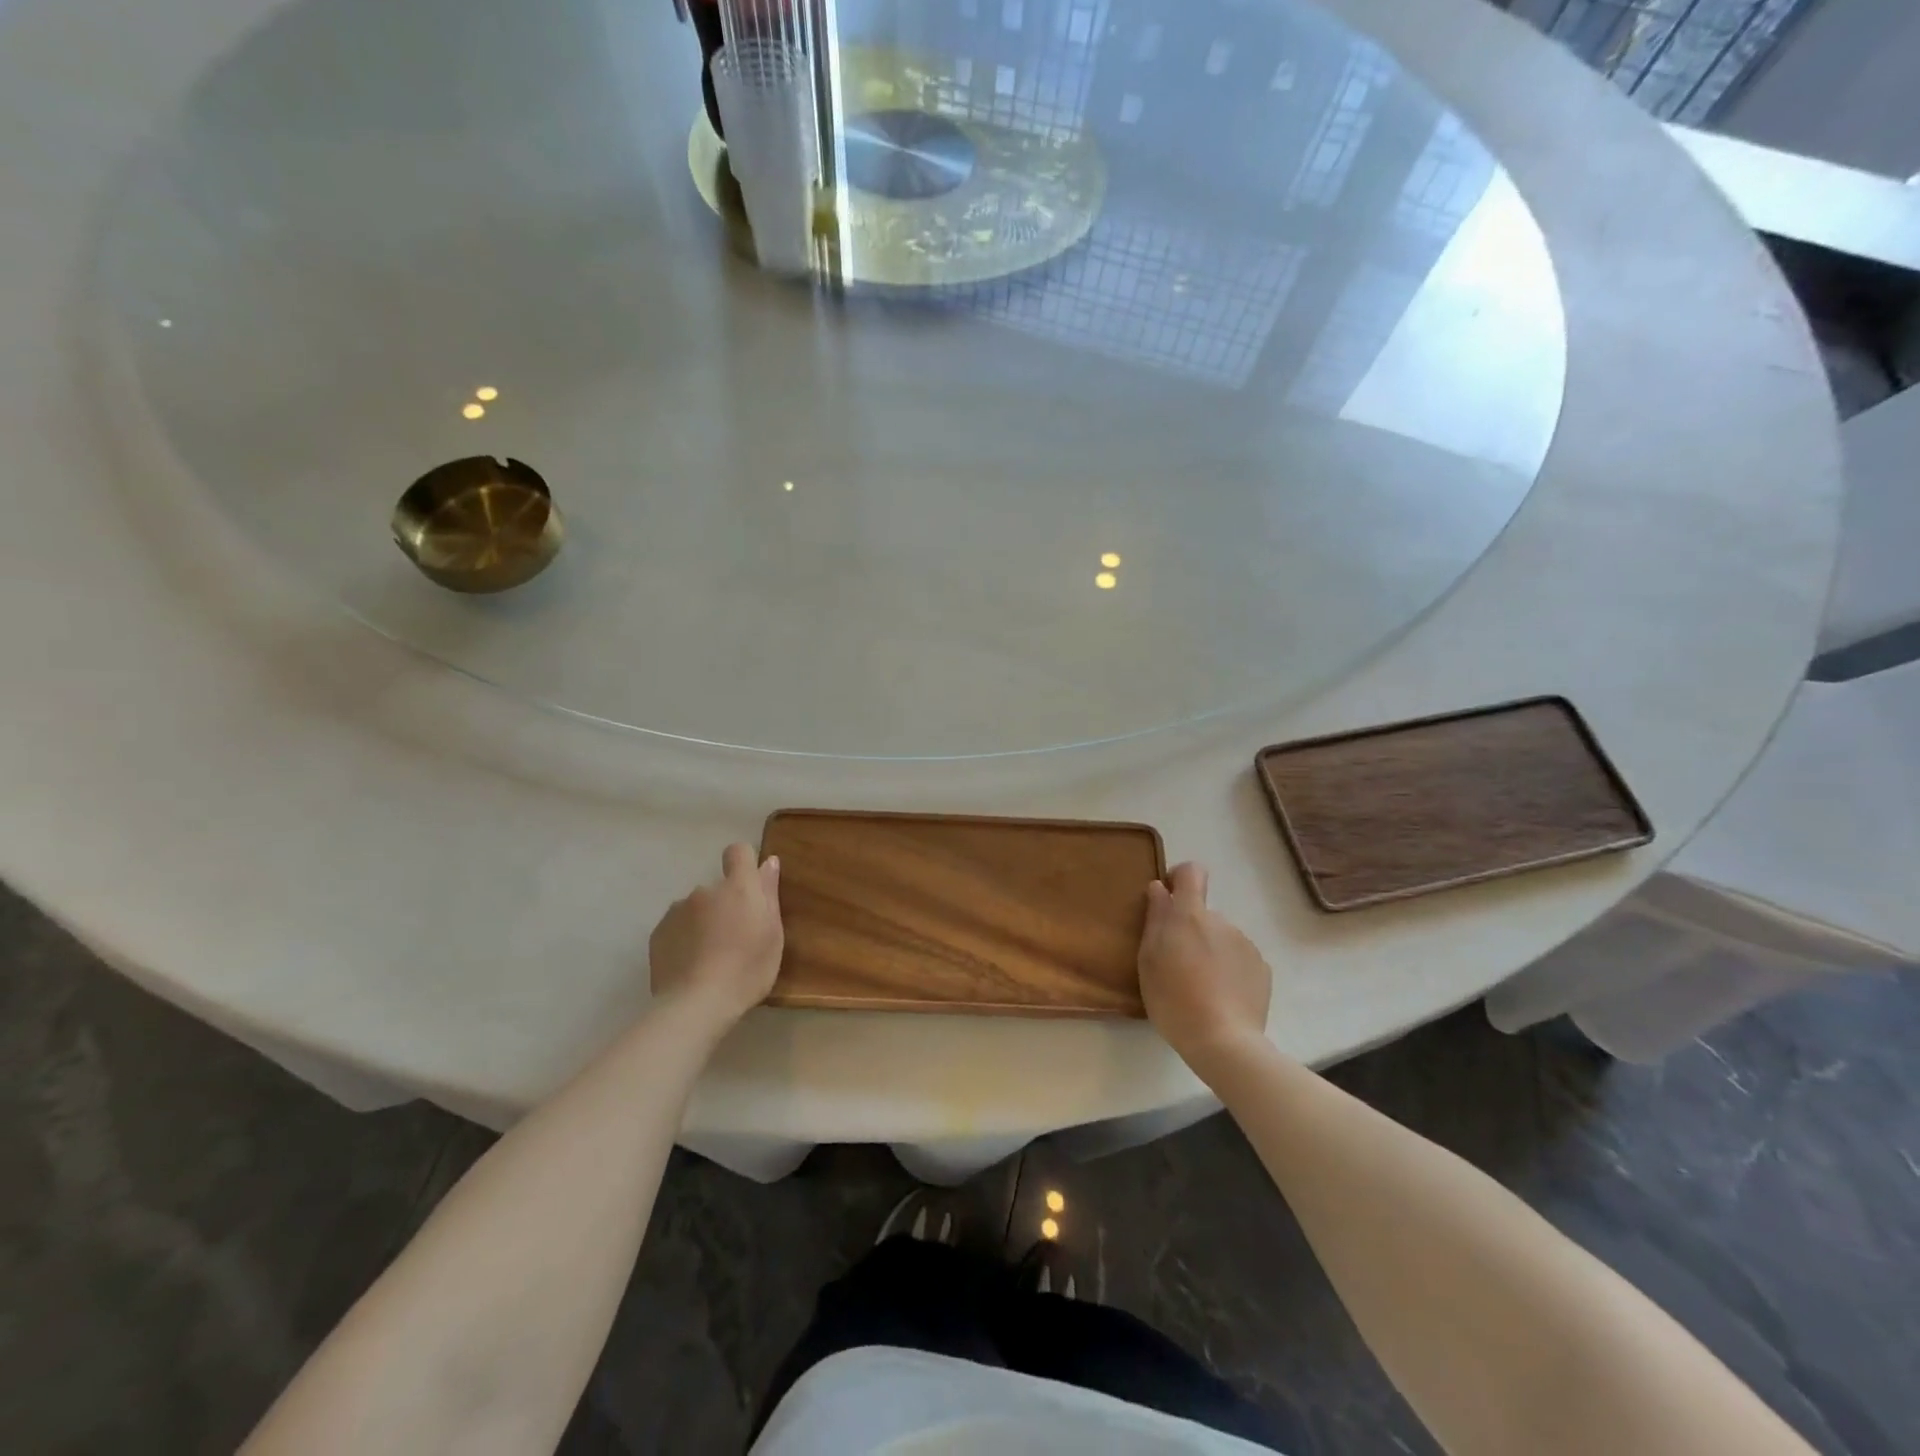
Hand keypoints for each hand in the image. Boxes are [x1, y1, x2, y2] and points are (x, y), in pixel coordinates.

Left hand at [648, 843, 783, 1028]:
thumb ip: (769, 894)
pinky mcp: (658, 932)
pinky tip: (690, 964)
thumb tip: (769, 861)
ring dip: (703, 921)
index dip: (744, 864)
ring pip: (696, 908)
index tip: (750, 889)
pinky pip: (677, 926)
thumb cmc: (747, 970)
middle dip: (725, 904)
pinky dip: (684, 938)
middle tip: (734, 938)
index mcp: (738, 888)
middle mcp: (705, 890)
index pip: (738, 852)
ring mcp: (677, 910)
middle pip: (718, 887)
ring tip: (710, 956)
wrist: (696, 1004)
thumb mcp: (773, 934)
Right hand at [1138, 862, 1272, 1075]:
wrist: (1223, 1041)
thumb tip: (1159, 888)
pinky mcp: (1262, 968)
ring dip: (1210, 951)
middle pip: (1203, 913)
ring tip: (1201, 986)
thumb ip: (1155, 918)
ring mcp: (1245, 944)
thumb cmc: (1173, 998)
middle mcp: (1221, 920)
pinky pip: (1239, 959)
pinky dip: (1229, 970)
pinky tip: (1221, 997)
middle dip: (1191, 930)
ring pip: (1221, 937)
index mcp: (1190, 915)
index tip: (1168, 899)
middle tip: (1177, 965)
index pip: (1192, 872)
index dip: (1179, 878)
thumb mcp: (1149, 959)